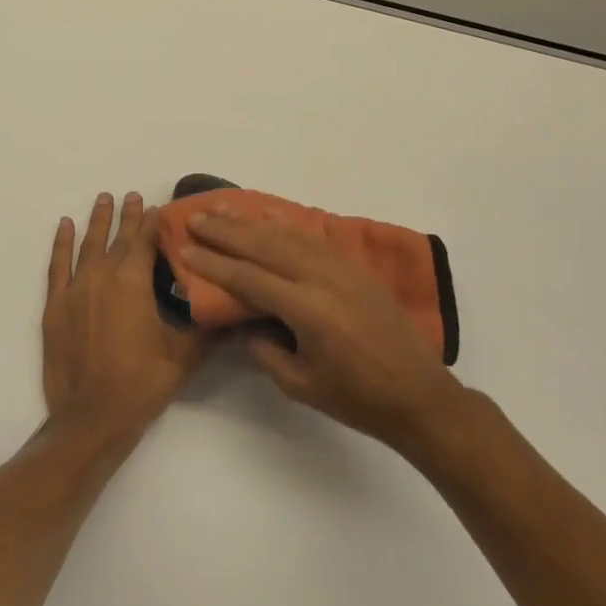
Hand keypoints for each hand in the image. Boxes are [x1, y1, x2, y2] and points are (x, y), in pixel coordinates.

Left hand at [42, 192, 208, 448]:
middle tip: (133, 195)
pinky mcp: (55, 306)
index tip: (159, 207)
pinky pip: (58, 265)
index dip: (154, 223)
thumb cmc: (141, 383)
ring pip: (87, 245)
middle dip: (128, 216)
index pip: (146, 242)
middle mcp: (102, 276)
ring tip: (103, 198)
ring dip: (97, 221)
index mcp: (132, 282)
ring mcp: (75, 289)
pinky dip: (61, 243)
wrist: (91, 417)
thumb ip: (208, 328)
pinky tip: (65, 225)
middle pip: (118, 238)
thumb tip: (235, 309)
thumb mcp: (184, 356)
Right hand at [180, 211, 464, 454]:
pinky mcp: (355, 268)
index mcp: (307, 309)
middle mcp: (322, 278)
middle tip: (195, 218)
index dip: (213, 263)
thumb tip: (244, 322)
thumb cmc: (356, 398)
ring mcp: (342, 268)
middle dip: (226, 231)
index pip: (248, 278)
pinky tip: (267, 218)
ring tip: (222, 207)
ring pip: (287, 235)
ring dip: (251, 221)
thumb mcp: (299, 384)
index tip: (185, 248)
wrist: (420, 395)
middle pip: (264, 246)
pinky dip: (284, 226)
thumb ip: (264, 349)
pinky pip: (312, 238)